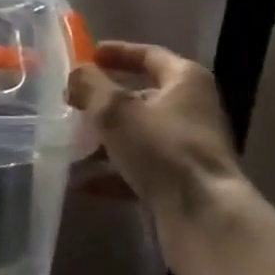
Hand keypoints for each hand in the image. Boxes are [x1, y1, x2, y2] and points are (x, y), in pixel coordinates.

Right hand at [68, 41, 246, 274]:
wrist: (206, 221)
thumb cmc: (163, 149)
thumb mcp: (116, 110)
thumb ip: (91, 86)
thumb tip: (75, 75)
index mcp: (185, 81)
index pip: (149, 55)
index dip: (118, 53)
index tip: (88, 56)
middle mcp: (192, 110)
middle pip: (141, 97)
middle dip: (104, 102)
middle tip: (71, 103)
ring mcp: (187, 150)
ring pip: (138, 135)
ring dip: (104, 140)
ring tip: (68, 143)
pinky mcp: (180, 185)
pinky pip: (140, 170)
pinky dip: (112, 173)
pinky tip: (81, 182)